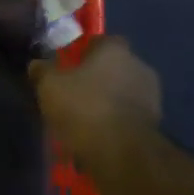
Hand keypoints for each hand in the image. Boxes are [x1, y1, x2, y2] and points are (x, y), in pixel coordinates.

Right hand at [30, 37, 160, 156]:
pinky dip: (117, 121)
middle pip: (114, 66)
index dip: (84, 51)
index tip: (68, 65)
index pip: (101, 40)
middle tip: (75, 92)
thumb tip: (37, 64)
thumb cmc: (84, 108)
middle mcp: (139, 66)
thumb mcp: (49, 86)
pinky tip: (100, 135)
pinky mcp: (156, 124)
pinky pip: (129, 115)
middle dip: (97, 77)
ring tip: (86, 119)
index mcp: (115, 50)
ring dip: (108, 100)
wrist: (123, 153)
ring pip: (123, 92)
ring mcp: (151, 96)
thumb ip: (42, 70)